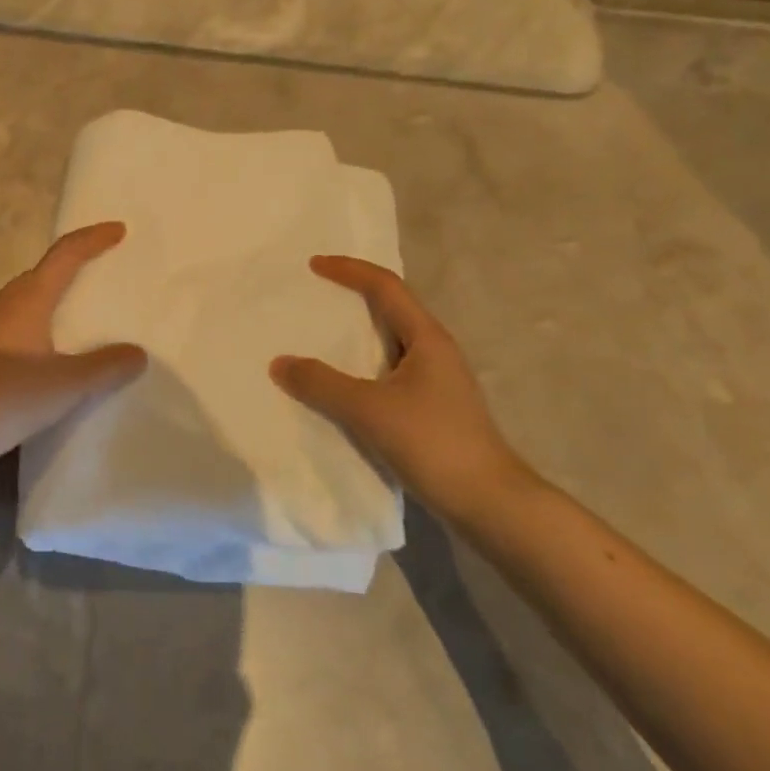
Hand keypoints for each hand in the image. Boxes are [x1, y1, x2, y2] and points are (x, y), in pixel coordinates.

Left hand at [0, 222, 146, 473]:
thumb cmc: (5, 396)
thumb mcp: (66, 385)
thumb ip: (105, 367)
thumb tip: (137, 353)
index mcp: (28, 299)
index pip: (65, 255)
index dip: (92, 239)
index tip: (118, 230)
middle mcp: (3, 304)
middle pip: (43, 274)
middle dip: (72, 268)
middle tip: (102, 274)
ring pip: (25, 301)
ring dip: (52, 300)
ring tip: (79, 316)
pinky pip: (14, 325)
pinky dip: (37, 327)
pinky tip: (46, 354)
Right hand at [269, 256, 534, 527]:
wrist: (490, 504)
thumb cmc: (434, 443)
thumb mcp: (370, 410)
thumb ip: (322, 384)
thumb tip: (279, 363)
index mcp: (427, 338)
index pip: (386, 287)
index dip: (349, 270)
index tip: (313, 265)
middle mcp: (434, 351)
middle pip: (390, 309)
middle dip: (352, 297)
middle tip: (313, 297)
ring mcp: (436, 381)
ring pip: (389, 343)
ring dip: (356, 336)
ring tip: (318, 338)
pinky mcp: (432, 409)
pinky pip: (388, 373)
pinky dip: (360, 369)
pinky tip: (340, 387)